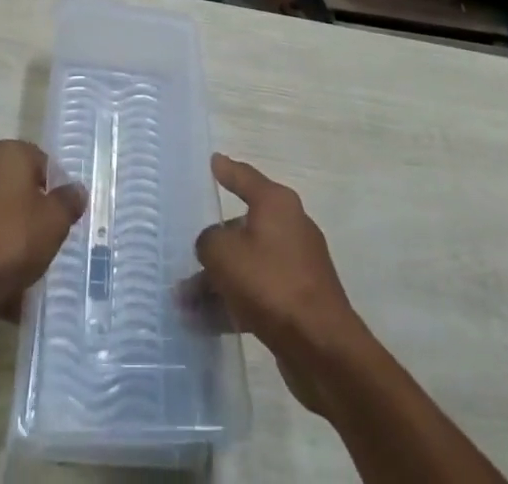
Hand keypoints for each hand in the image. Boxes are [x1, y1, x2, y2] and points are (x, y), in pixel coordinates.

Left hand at [0, 140, 85, 320]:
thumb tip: (76, 190)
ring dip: (8, 231)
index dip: (53, 189)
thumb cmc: (12, 241)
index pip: (40, 162)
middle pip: (15, 186)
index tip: (60, 217)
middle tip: (44, 238)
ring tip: (23, 266)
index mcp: (7, 152)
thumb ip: (68, 201)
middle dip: (29, 210)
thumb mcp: (55, 222)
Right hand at [189, 154, 363, 415]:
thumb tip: (212, 246)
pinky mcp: (298, 300)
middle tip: (186, 258)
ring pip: (247, 264)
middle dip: (213, 247)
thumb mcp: (225, 254)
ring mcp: (296, 264)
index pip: (245, 177)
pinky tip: (205, 325)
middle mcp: (289, 226)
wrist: (323, 348)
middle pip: (242, 227)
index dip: (226, 169)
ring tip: (184, 304)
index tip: (213, 160)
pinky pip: (257, 292)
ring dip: (217, 281)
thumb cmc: (271, 284)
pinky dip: (233, 302)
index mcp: (276, 203)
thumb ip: (208, 241)